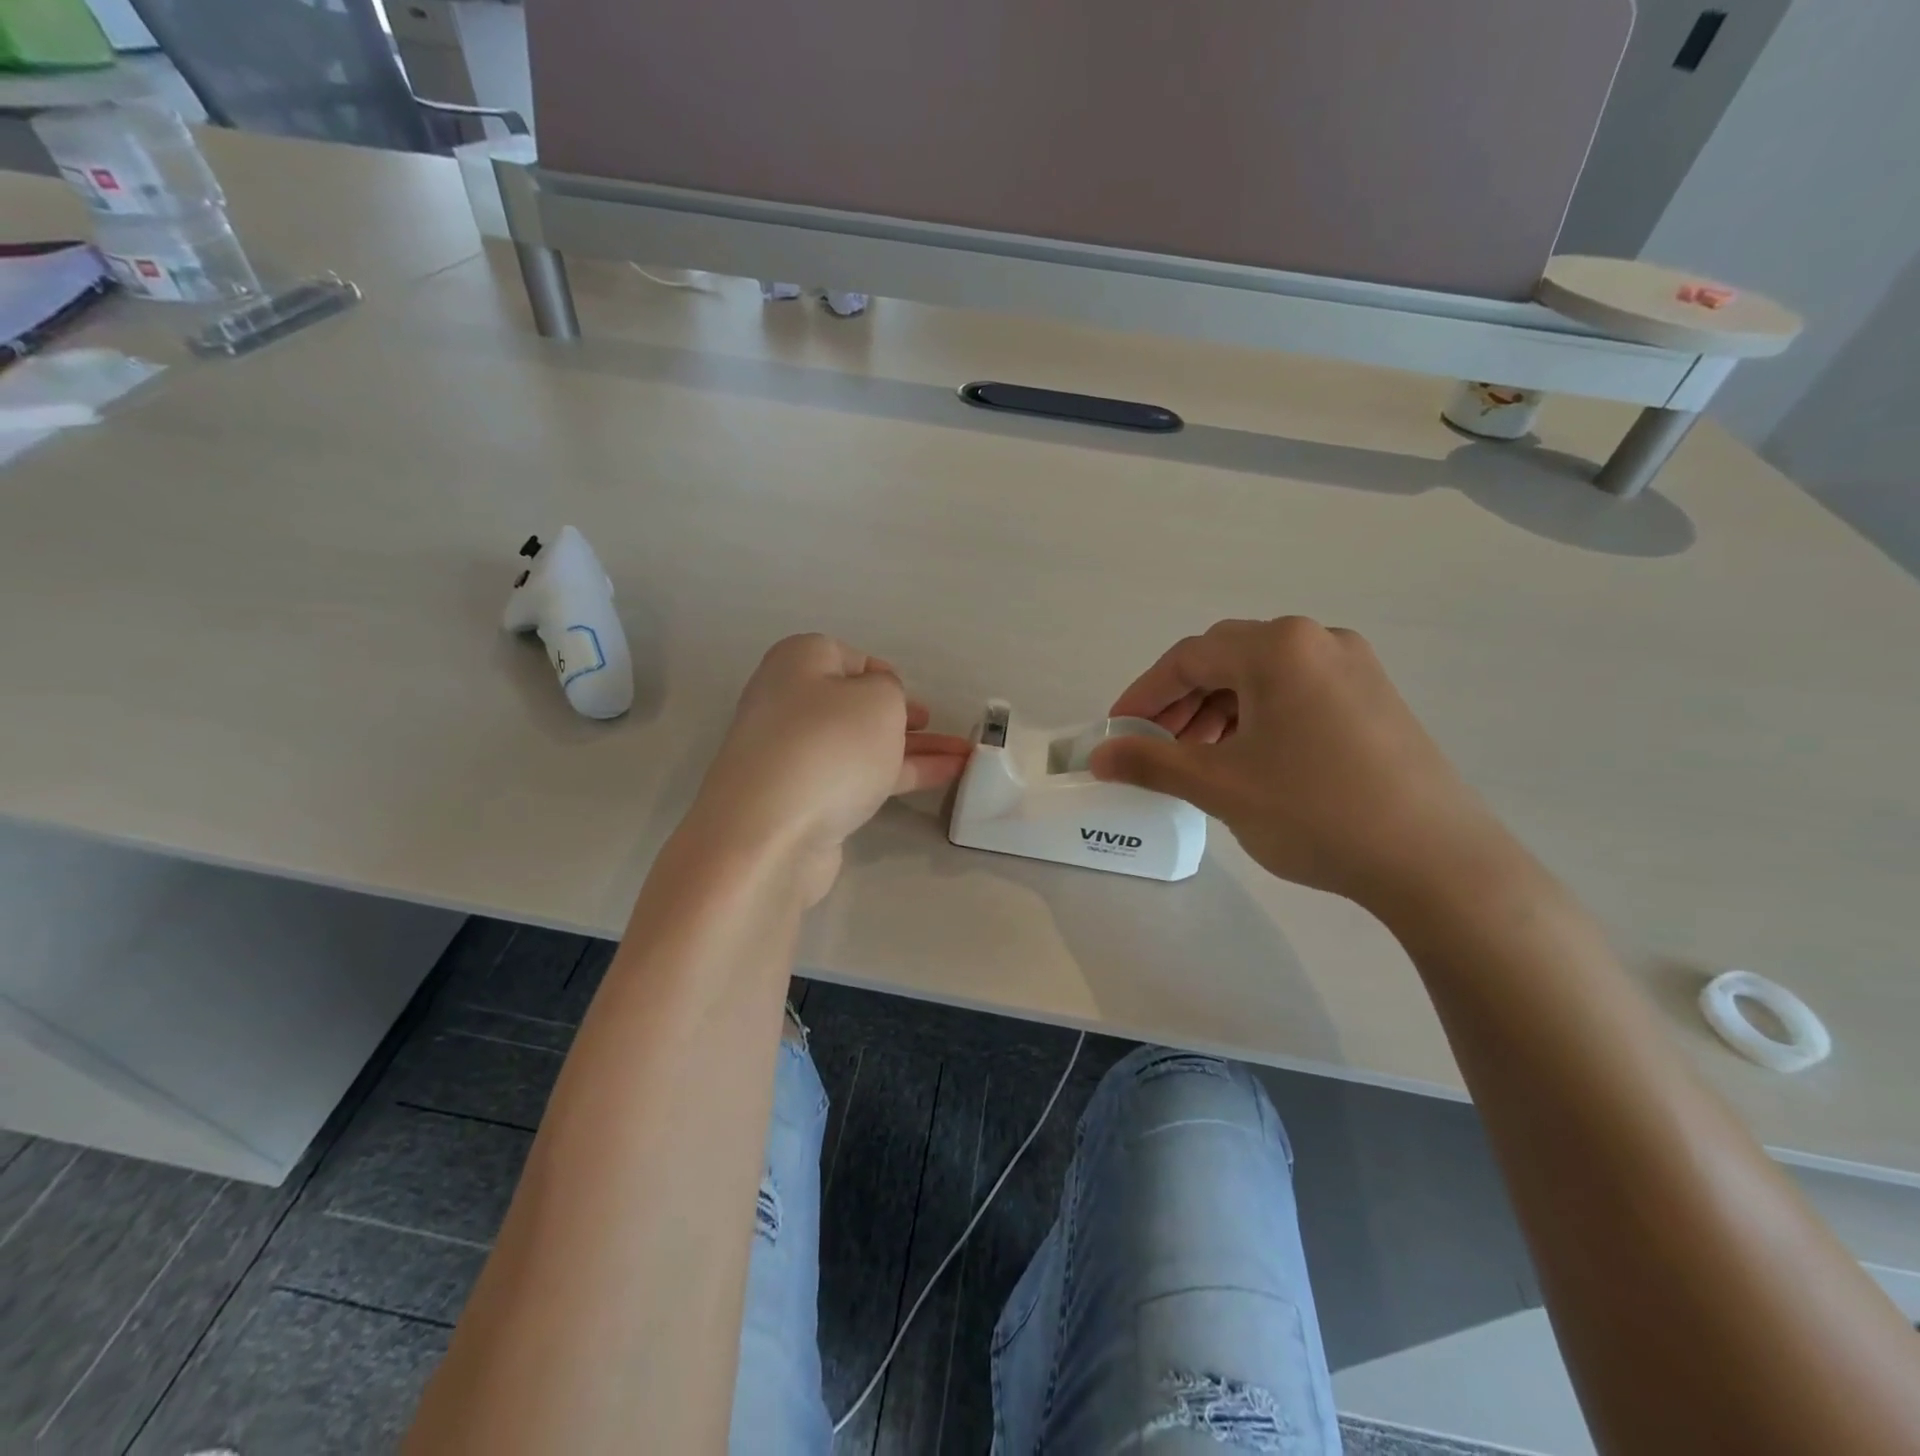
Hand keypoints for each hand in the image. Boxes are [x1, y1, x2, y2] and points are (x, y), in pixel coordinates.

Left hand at [686, 634, 972, 903]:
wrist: (770, 834)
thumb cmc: (829, 746)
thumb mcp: (878, 699)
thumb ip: (890, 691)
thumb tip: (876, 705)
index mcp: (797, 663)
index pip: (845, 657)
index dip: (882, 673)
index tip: (911, 695)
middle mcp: (788, 704)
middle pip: (853, 704)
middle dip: (899, 715)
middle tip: (933, 726)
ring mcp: (793, 756)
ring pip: (862, 744)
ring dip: (911, 748)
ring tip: (963, 757)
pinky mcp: (803, 800)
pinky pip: (858, 777)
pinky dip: (897, 775)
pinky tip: (940, 779)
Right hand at [1093, 617, 1516, 912]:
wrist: (1437, 862)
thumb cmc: (1316, 811)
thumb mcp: (1220, 786)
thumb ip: (1150, 763)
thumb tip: (1098, 757)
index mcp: (1279, 647)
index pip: (1188, 658)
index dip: (1143, 695)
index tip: (1116, 733)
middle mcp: (1319, 641)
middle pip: (1226, 660)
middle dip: (1180, 703)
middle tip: (1154, 747)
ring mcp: (1355, 668)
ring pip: (1262, 679)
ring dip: (1218, 712)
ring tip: (1198, 760)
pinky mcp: (1376, 700)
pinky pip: (1296, 695)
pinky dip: (1258, 720)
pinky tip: (1250, 760)